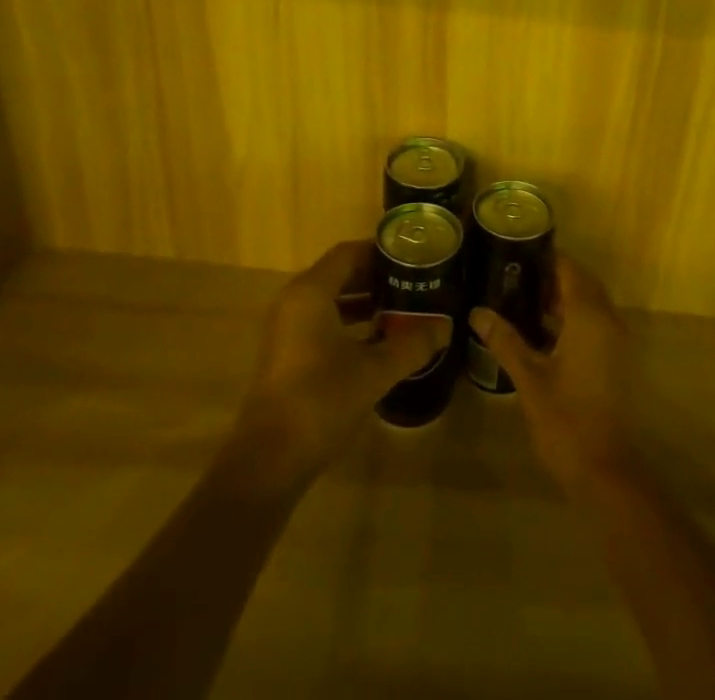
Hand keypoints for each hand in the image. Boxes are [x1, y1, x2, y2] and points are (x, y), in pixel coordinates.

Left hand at [231, 240, 445, 486]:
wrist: (268, 462)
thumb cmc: (321, 401)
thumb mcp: (374, 371)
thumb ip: (412, 344)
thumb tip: (446, 327)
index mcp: (311, 292)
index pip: (349, 253)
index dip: (381, 251)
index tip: (413, 257)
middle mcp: (294, 301)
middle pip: (339, 274)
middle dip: (376, 276)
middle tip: (414, 280)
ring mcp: (287, 329)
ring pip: (331, 300)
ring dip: (364, 301)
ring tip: (402, 307)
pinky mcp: (286, 354)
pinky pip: (322, 321)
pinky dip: (349, 322)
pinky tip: (378, 340)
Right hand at [470, 253, 639, 493]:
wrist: (606, 473)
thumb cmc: (566, 421)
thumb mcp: (529, 378)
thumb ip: (504, 340)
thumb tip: (477, 311)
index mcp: (589, 317)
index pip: (570, 269)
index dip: (546, 256)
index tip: (516, 250)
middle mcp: (609, 321)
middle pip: (582, 283)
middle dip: (551, 276)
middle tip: (513, 274)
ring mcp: (616, 342)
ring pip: (589, 304)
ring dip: (561, 299)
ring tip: (520, 299)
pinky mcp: (616, 362)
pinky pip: (595, 324)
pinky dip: (572, 319)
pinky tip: (541, 332)